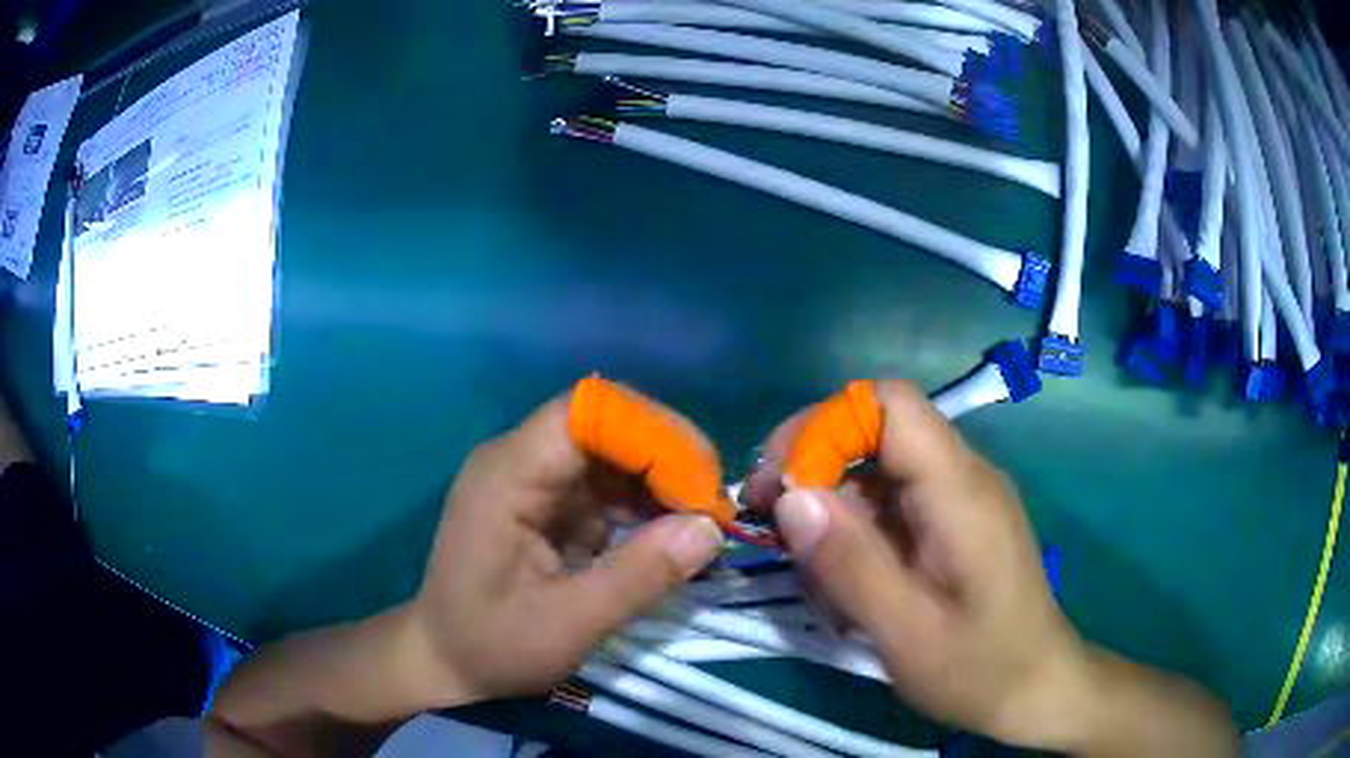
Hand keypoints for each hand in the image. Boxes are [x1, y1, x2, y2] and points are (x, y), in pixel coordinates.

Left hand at [405, 390, 724, 705]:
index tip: (700, 486)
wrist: (443, 659)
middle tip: (710, 507)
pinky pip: (604, 486)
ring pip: (611, 454)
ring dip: (660, 481)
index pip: (586, 413)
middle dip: (665, 458)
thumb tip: (709, 530)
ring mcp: (532, 481)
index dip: (651, 434)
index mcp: (509, 474)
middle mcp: (519, 461)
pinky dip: (642, 505)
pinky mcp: (546, 504)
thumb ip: (638, 576)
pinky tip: (668, 534)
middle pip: (604, 426)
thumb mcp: (568, 624)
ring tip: (700, 524)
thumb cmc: (491, 644)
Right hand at [747, 381, 1236, 755]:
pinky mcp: (957, 521)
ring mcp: (962, 496)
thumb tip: (794, 497)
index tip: (785, 483)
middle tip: (781, 526)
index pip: (887, 399)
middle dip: (816, 459)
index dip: (828, 422)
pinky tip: (849, 572)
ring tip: (814, 561)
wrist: (1052, 689)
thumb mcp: (911, 636)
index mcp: (961, 486)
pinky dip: (856, 522)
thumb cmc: (990, 668)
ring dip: (833, 498)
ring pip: (880, 460)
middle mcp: (965, 472)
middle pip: (877, 422)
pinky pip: (892, 496)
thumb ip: (854, 566)